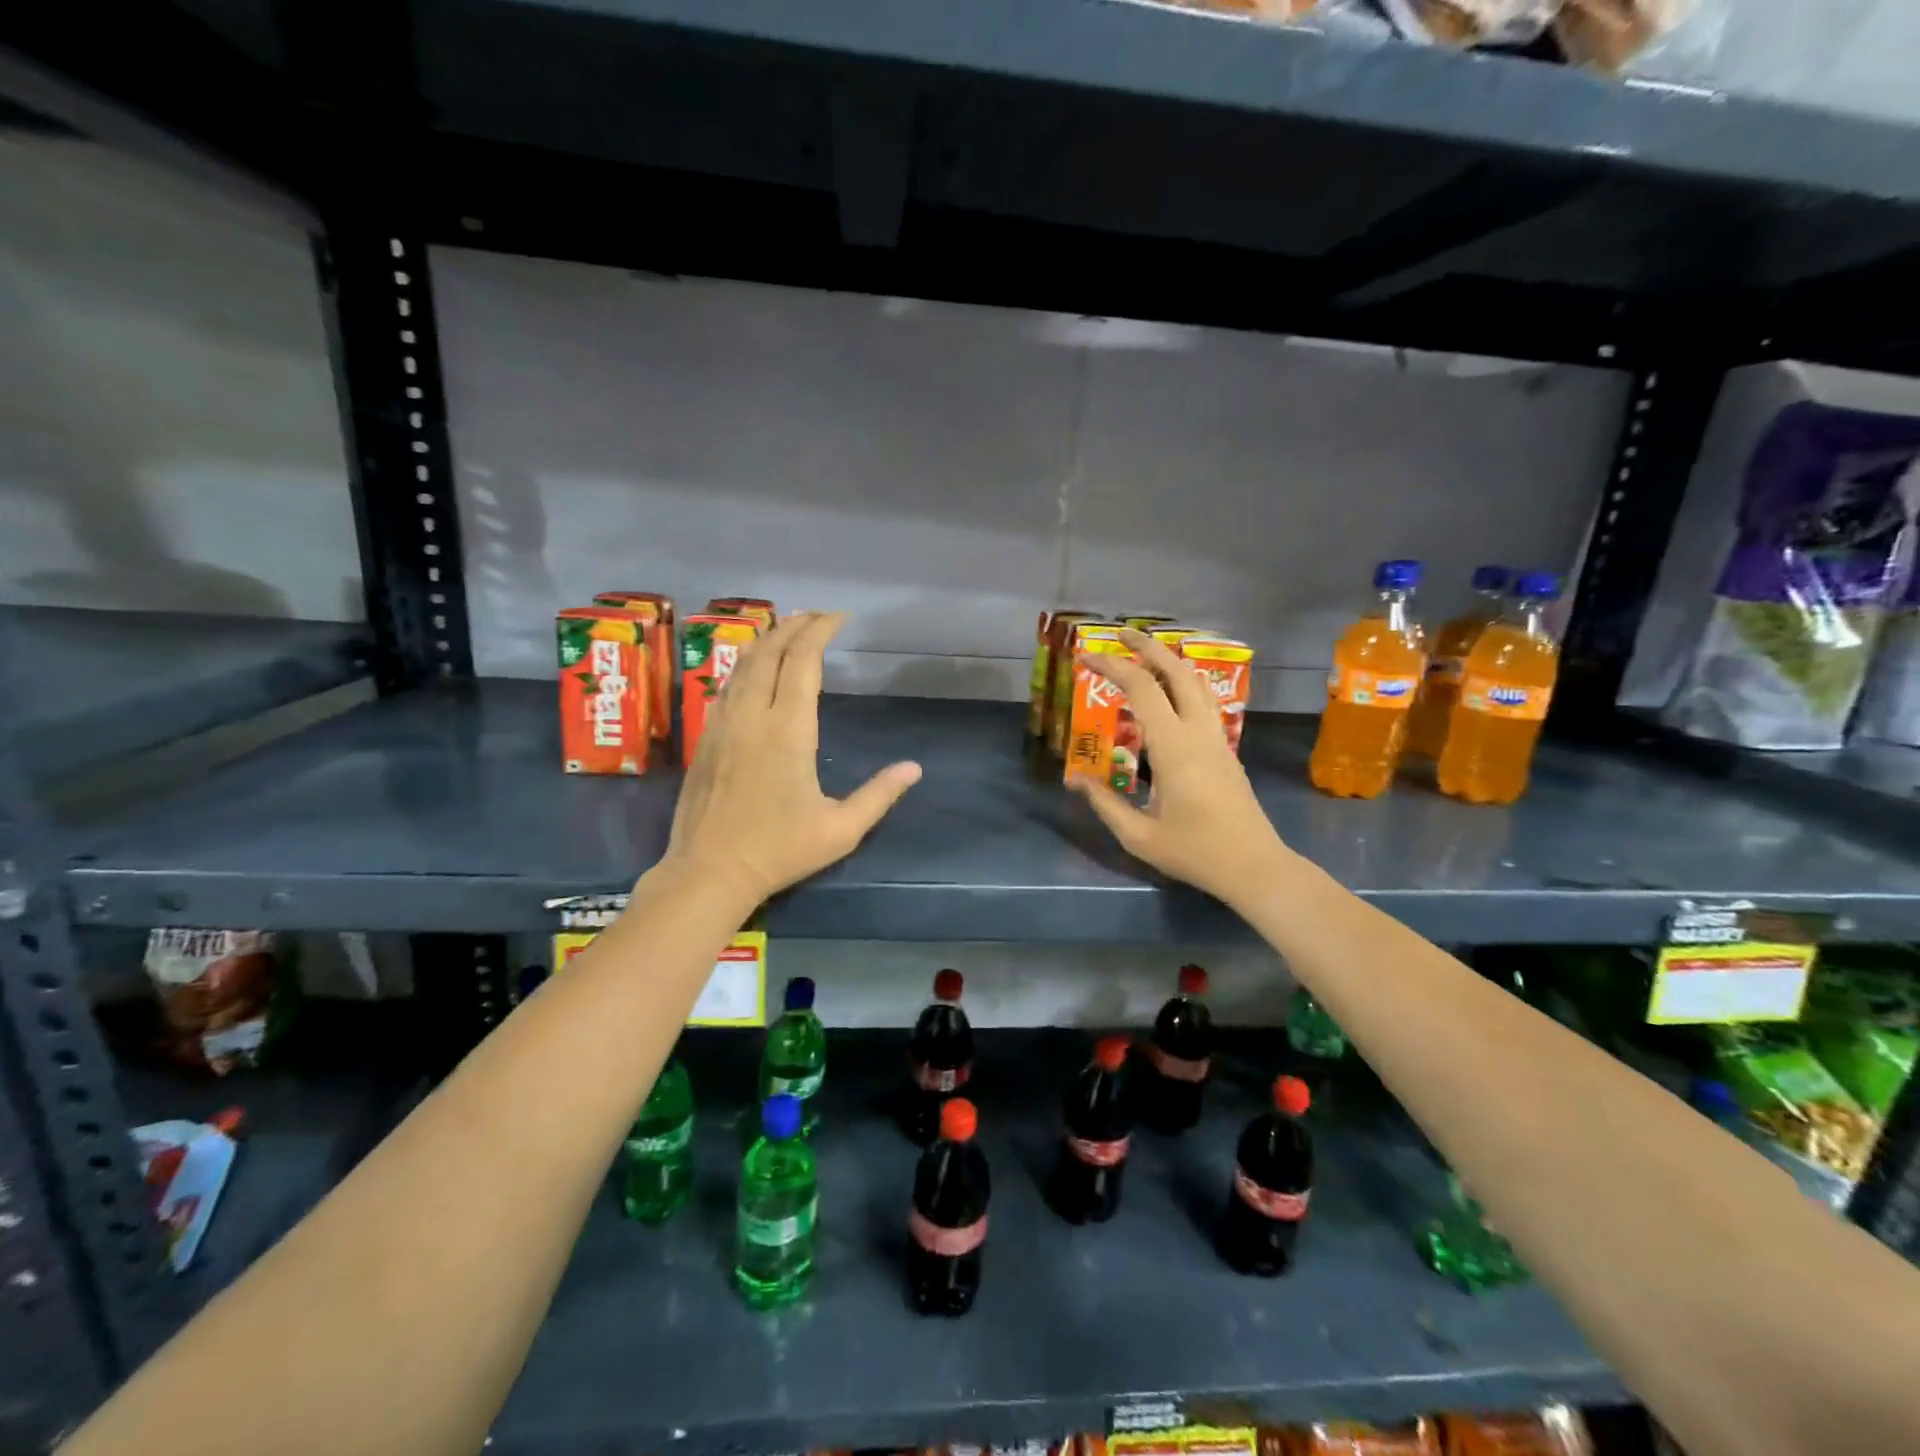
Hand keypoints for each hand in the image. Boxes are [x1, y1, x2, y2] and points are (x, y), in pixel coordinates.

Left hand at [657, 611, 921, 903]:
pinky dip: (746, 664)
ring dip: (768, 640)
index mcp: (788, 730)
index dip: (820, 631)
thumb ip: (879, 795)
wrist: (708, 873)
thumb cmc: (779, 852)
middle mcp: (752, 716)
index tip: (839, 617)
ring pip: (742, 664)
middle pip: (770, 652)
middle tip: (818, 616)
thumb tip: (914, 768)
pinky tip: (754, 668)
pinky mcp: (707, 738)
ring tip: (788, 629)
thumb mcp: (841, 830)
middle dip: (795, 625)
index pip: (803, 662)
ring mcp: (723, 725)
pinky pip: (726, 685)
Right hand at [1068, 629, 1290, 908]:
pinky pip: (1204, 701)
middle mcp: (1198, 732)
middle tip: (1119, 634)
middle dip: (1146, 647)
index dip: (1112, 667)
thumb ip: (1105, 804)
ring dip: (1169, 661)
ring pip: (1196, 683)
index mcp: (1174, 747)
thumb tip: (1075, 780)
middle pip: (1176, 671)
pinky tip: (1169, 693)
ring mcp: (1217, 738)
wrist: (1254, 867)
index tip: (1086, 657)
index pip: (1142, 689)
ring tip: (1144, 654)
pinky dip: (1182, 683)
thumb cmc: (1194, 852)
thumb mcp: (1139, 835)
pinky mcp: (1226, 749)